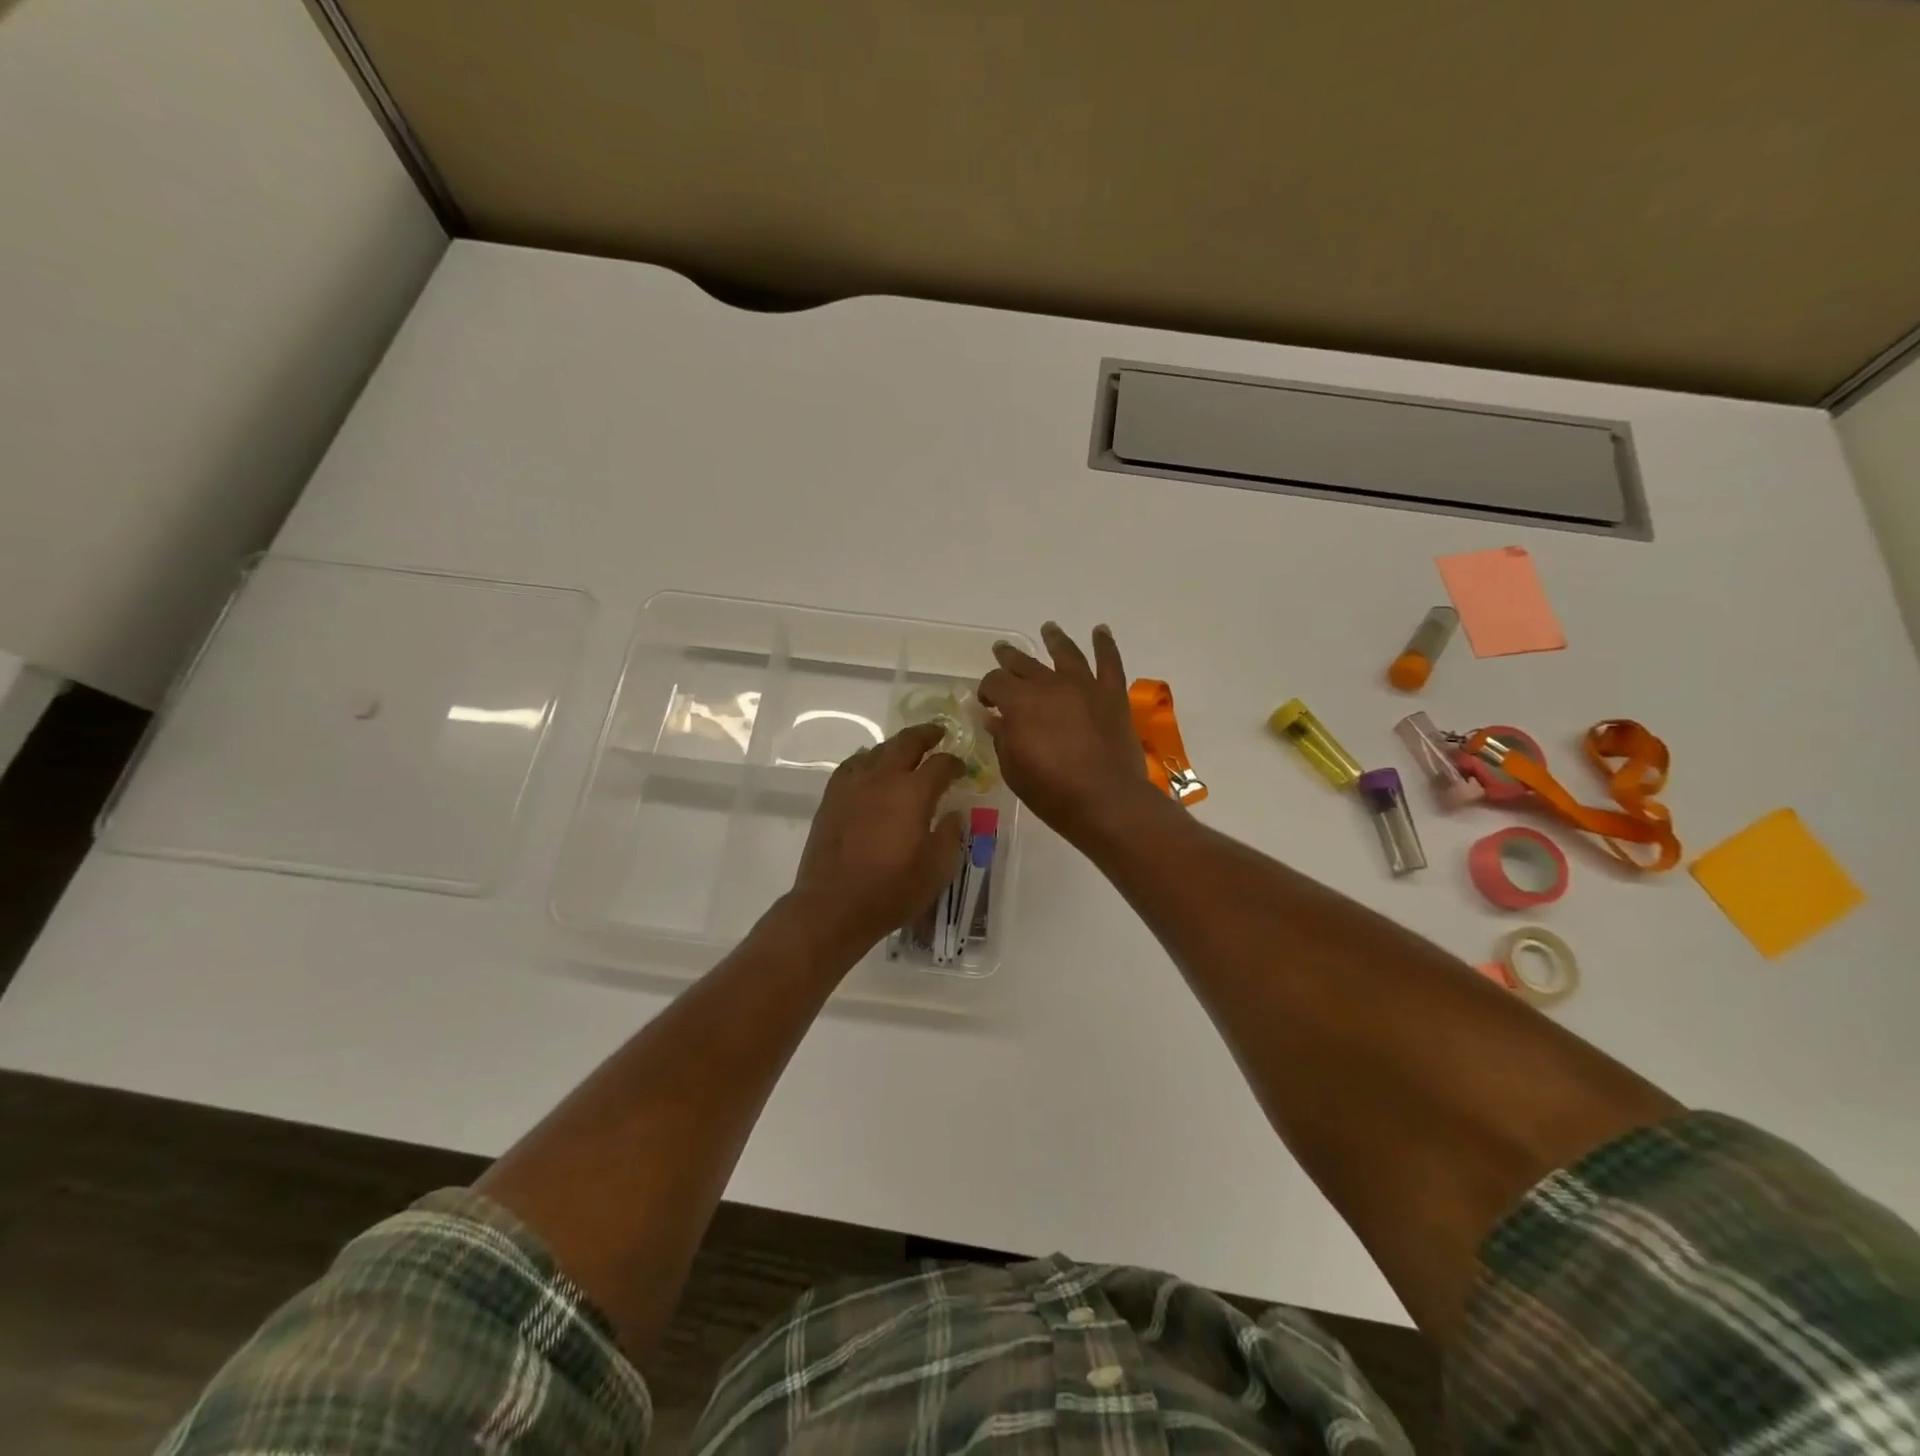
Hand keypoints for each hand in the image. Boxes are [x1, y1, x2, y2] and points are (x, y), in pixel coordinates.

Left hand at [787, 723, 964, 956]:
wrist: (833, 906)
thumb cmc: (892, 890)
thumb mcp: (937, 868)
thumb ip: (950, 835)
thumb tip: (953, 814)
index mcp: (913, 792)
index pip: (941, 764)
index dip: (955, 763)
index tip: (962, 768)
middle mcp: (883, 778)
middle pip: (906, 742)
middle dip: (926, 735)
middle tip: (939, 733)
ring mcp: (853, 785)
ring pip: (877, 750)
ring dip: (896, 746)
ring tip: (906, 750)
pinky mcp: (832, 798)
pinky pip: (852, 765)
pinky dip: (866, 759)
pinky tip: (869, 766)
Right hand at [978, 623, 1159, 845]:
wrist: (1107, 802)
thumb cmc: (1052, 792)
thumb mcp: (1013, 770)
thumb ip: (1002, 738)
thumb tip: (994, 719)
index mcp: (1019, 702)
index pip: (995, 682)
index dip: (987, 689)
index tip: (986, 702)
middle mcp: (1050, 685)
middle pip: (1025, 663)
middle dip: (1010, 657)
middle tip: (1002, 651)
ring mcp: (1084, 686)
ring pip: (1066, 653)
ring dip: (1054, 639)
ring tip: (1049, 628)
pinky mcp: (1112, 695)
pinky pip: (1109, 662)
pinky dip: (1105, 644)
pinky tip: (1100, 631)